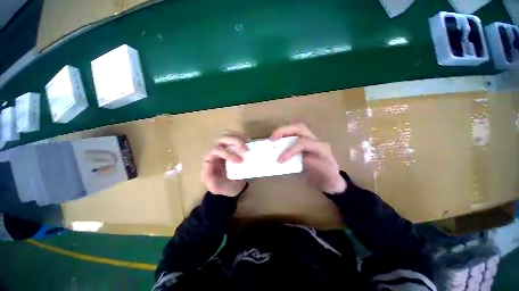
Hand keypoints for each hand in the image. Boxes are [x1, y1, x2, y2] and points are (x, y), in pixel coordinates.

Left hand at [201, 132, 248, 196]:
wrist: (231, 187)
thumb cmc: (223, 187)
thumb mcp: (215, 187)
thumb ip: (209, 178)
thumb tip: (208, 162)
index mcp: (210, 160)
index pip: (217, 150)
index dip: (229, 153)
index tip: (240, 161)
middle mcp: (216, 151)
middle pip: (221, 138)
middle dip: (234, 141)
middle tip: (245, 150)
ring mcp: (224, 147)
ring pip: (227, 134)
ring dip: (238, 136)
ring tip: (248, 142)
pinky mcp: (232, 147)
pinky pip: (235, 136)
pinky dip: (242, 136)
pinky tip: (248, 142)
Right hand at [271, 123, 345, 193]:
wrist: (331, 179)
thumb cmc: (325, 178)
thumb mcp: (314, 174)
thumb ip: (302, 166)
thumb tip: (285, 160)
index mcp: (321, 148)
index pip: (303, 143)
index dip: (290, 150)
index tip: (279, 160)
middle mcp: (316, 140)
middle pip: (300, 128)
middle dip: (284, 131)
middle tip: (272, 138)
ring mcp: (311, 140)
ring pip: (297, 129)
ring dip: (283, 131)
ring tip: (273, 138)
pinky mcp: (306, 143)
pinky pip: (294, 135)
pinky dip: (285, 136)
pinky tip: (278, 142)